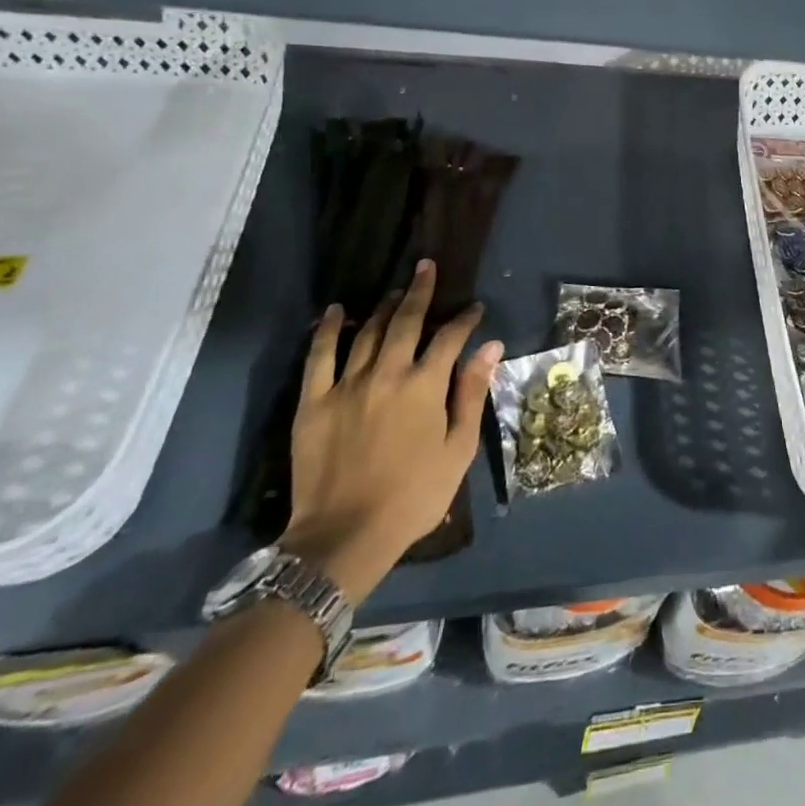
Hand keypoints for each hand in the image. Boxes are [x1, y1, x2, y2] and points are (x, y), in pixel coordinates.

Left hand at [281, 261, 502, 599]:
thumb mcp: (458, 448)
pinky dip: (329, 330)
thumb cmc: (414, 495)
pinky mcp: (313, 402)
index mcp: (424, 386)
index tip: (474, 309)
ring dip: (384, 307)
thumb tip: (491, 346)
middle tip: (428, 267)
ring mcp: (346, 386)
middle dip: (421, 291)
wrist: (343, 538)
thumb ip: (472, 392)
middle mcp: (386, 374)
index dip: (465, 319)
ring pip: (367, 333)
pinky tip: (338, 310)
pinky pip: (320, 356)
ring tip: (396, 290)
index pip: (450, 337)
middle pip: (406, 321)